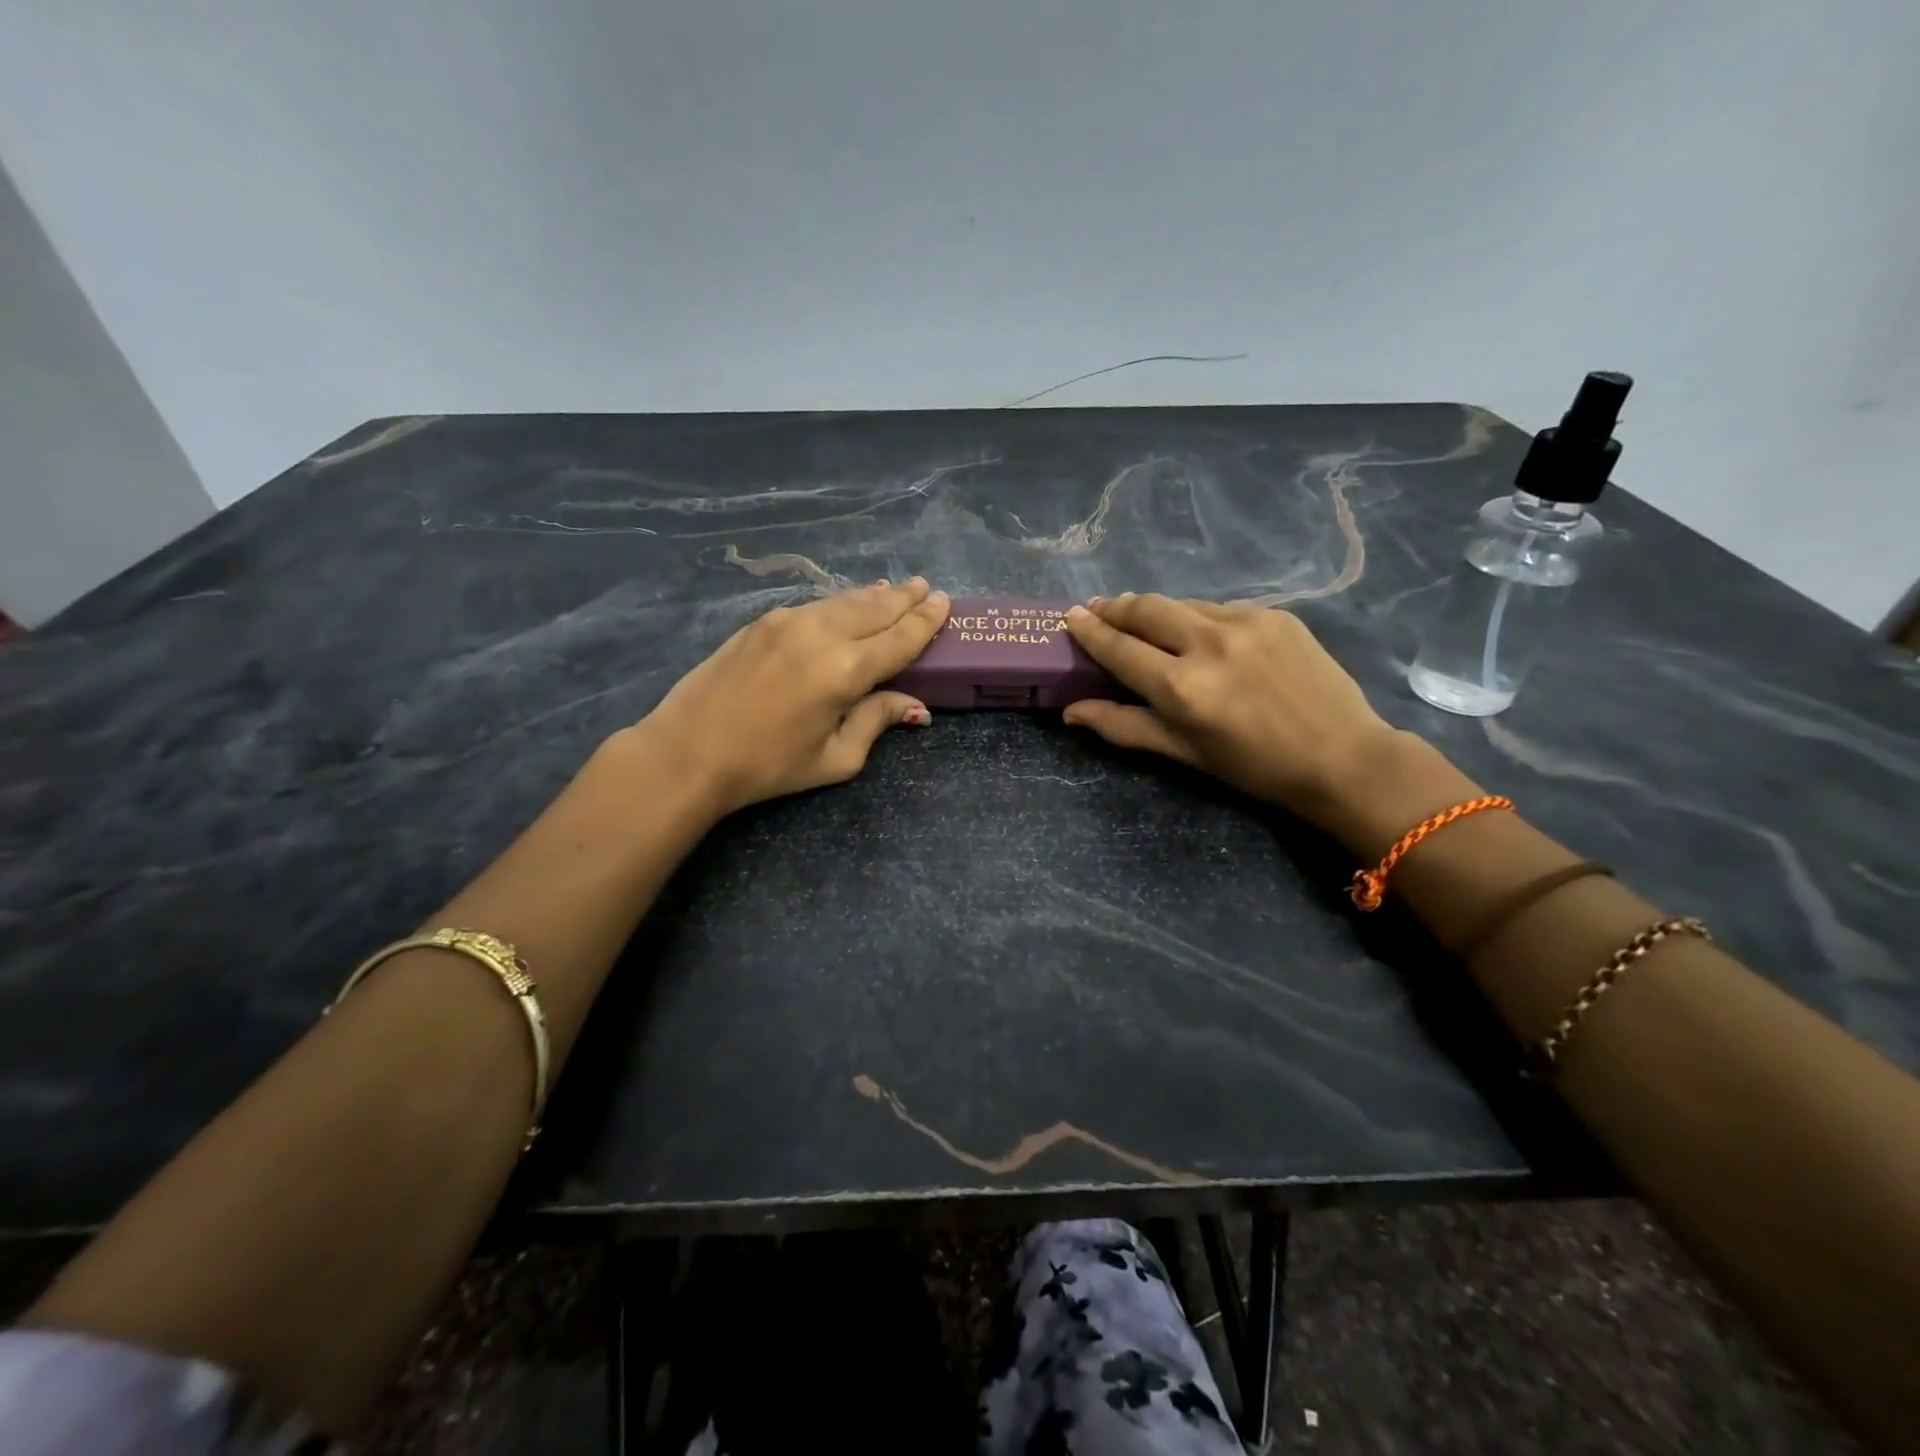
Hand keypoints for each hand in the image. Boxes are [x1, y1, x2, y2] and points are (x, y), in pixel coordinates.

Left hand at [633, 578, 949, 816]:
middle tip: (925, 587)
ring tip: (893, 589)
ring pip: (843, 601)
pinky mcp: (762, 622)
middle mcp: (821, 635)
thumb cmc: (768, 766)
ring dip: (873, 595)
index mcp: (846, 672)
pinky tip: (845, 604)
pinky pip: (814, 606)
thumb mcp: (834, 758)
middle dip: (904, 598)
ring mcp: (788, 622)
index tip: (944, 602)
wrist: (689, 751)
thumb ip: (876, 722)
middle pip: (874, 608)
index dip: (925, 620)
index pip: (899, 638)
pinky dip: (839, 603)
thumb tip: (916, 707)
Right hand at [1062, 593, 1400, 827]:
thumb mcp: (1183, 753)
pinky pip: (1220, 609)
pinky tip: (1203, 636)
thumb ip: (1123, 726)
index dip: (1090, 631)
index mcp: (1181, 687)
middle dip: (1116, 607)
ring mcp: (1245, 622)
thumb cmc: (1253, 767)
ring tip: (1146, 622)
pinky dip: (1200, 619)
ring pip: (1182, 604)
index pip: (1119, 648)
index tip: (1070, 616)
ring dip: (1157, 612)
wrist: (1342, 756)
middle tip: (1098, 609)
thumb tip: (1071, 711)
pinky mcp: (1274, 614)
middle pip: (1145, 608)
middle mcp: (1207, 644)